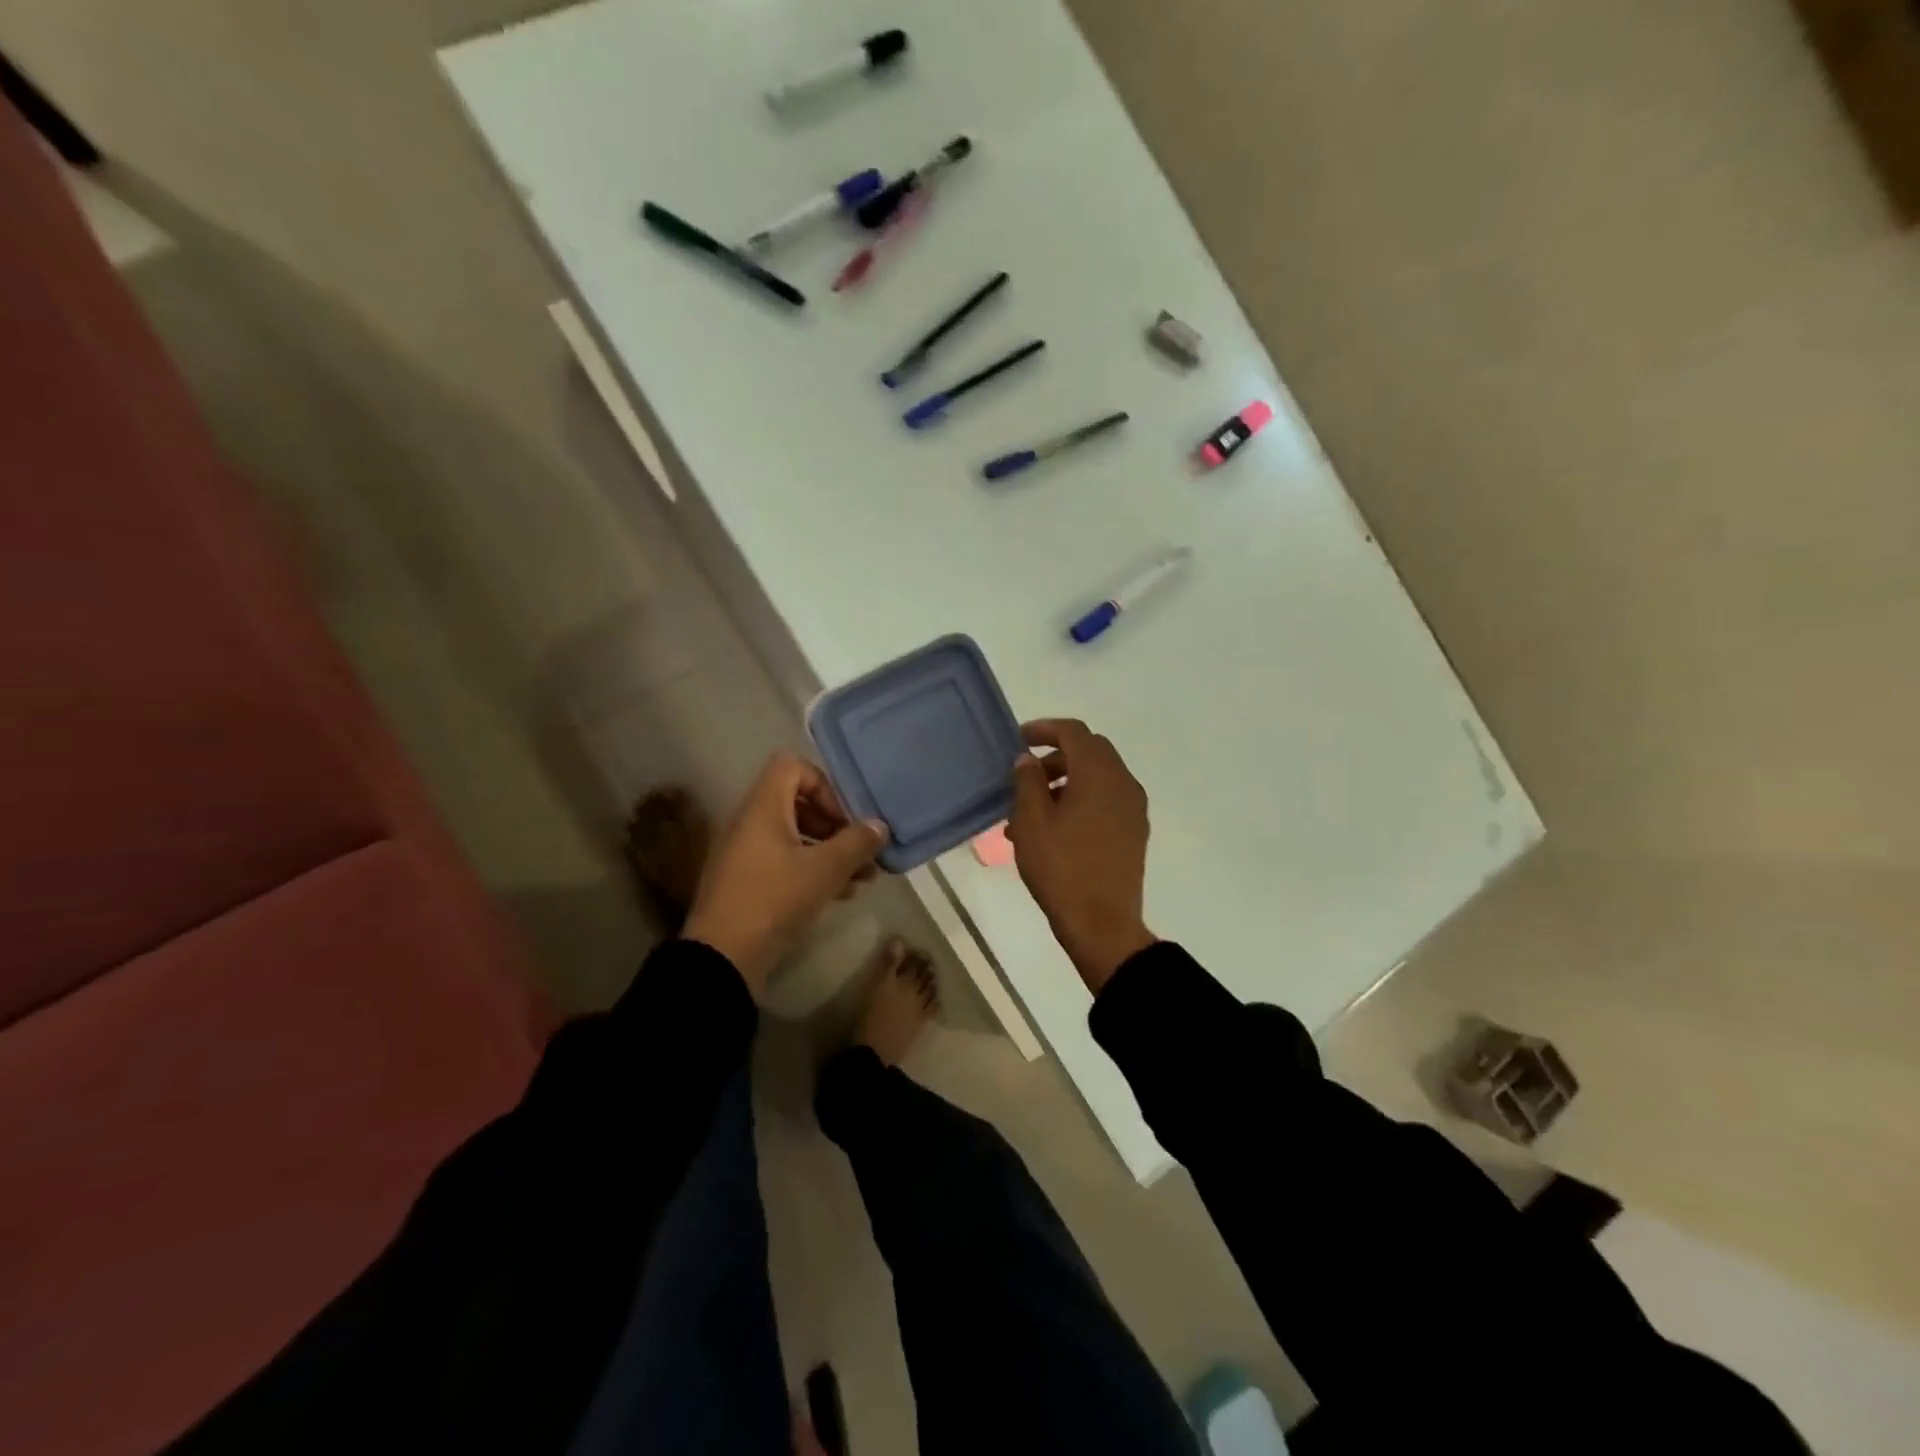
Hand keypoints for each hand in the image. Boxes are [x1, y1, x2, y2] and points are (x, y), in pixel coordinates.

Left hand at [682, 752, 887, 994]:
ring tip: (862, 878)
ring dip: (829, 851)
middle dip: (834, 824)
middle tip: (859, 849)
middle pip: (797, 803)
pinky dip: (812, 869)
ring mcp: (744, 853)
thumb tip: (879, 826)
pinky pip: (783, 861)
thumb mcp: (825, 870)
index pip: (793, 766)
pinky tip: (841, 894)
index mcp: (763, 806)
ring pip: (794, 836)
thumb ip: (856, 843)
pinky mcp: (745, 882)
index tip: (844, 819)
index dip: (824, 785)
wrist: (722, 957)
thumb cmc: (774, 899)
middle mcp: (750, 821)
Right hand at [1007, 720, 1156, 991]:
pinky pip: (1106, 799)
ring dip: (1067, 780)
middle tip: (1026, 774)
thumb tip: (1028, 759)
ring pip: (1098, 777)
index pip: (1074, 732)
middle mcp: (1123, 782)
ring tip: (1032, 810)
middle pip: (1090, 751)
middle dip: (1057, 755)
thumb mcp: (1031, 822)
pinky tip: (1054, 828)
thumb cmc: (1061, 868)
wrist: (1102, 924)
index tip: (1019, 739)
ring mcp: (1133, 808)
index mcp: (1099, 774)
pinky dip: (1082, 799)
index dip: (1045, 729)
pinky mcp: (1134, 831)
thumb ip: (1027, 782)